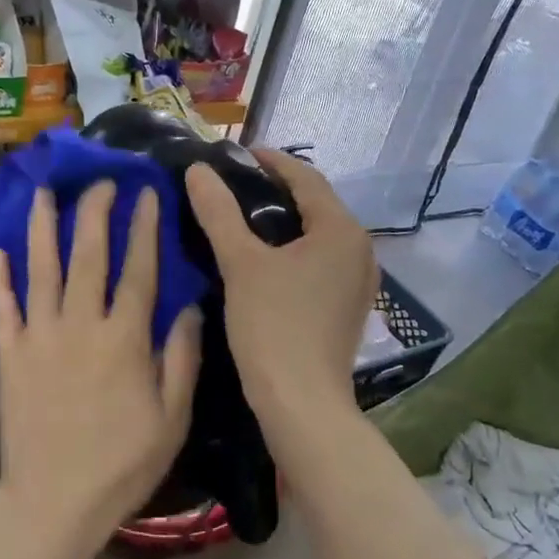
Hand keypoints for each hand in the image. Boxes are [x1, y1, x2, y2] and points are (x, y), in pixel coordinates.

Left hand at [0, 182, 200, 545]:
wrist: (53, 502)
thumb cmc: (122, 464)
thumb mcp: (172, 417)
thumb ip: (182, 357)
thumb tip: (192, 306)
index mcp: (124, 338)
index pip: (138, 269)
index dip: (143, 227)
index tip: (145, 194)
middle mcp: (80, 325)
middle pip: (88, 255)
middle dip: (94, 211)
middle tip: (100, 179)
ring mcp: (39, 337)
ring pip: (41, 269)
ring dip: (42, 226)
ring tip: (44, 191)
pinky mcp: (10, 355)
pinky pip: (4, 307)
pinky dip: (1, 277)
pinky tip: (0, 249)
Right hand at [185, 149, 377, 435]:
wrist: (302, 404)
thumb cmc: (273, 326)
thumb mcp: (240, 263)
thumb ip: (219, 212)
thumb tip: (198, 171)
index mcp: (341, 230)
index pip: (306, 178)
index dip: (272, 161)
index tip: (238, 154)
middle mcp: (360, 249)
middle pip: (317, 204)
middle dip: (278, 189)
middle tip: (236, 184)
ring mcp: (359, 281)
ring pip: (320, 234)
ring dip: (287, 220)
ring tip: (246, 217)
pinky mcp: (349, 306)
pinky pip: (322, 260)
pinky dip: (296, 249)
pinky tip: (267, 258)